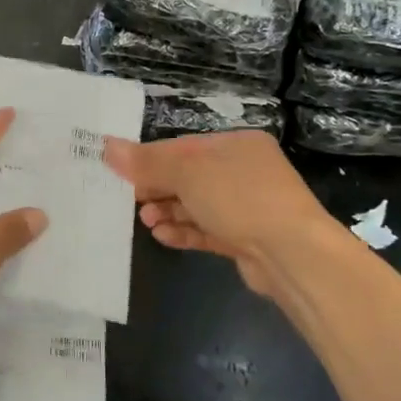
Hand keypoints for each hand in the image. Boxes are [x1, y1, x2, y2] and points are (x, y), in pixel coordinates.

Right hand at [102, 131, 343, 299]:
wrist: (293, 255)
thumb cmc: (240, 198)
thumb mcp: (188, 172)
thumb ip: (147, 162)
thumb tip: (107, 146)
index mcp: (236, 145)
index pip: (184, 147)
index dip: (151, 159)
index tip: (121, 172)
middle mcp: (244, 171)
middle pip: (189, 176)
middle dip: (157, 188)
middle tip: (129, 199)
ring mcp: (248, 207)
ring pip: (197, 205)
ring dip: (168, 211)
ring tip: (145, 220)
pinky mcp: (246, 239)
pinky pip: (207, 230)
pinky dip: (184, 231)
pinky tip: (162, 235)